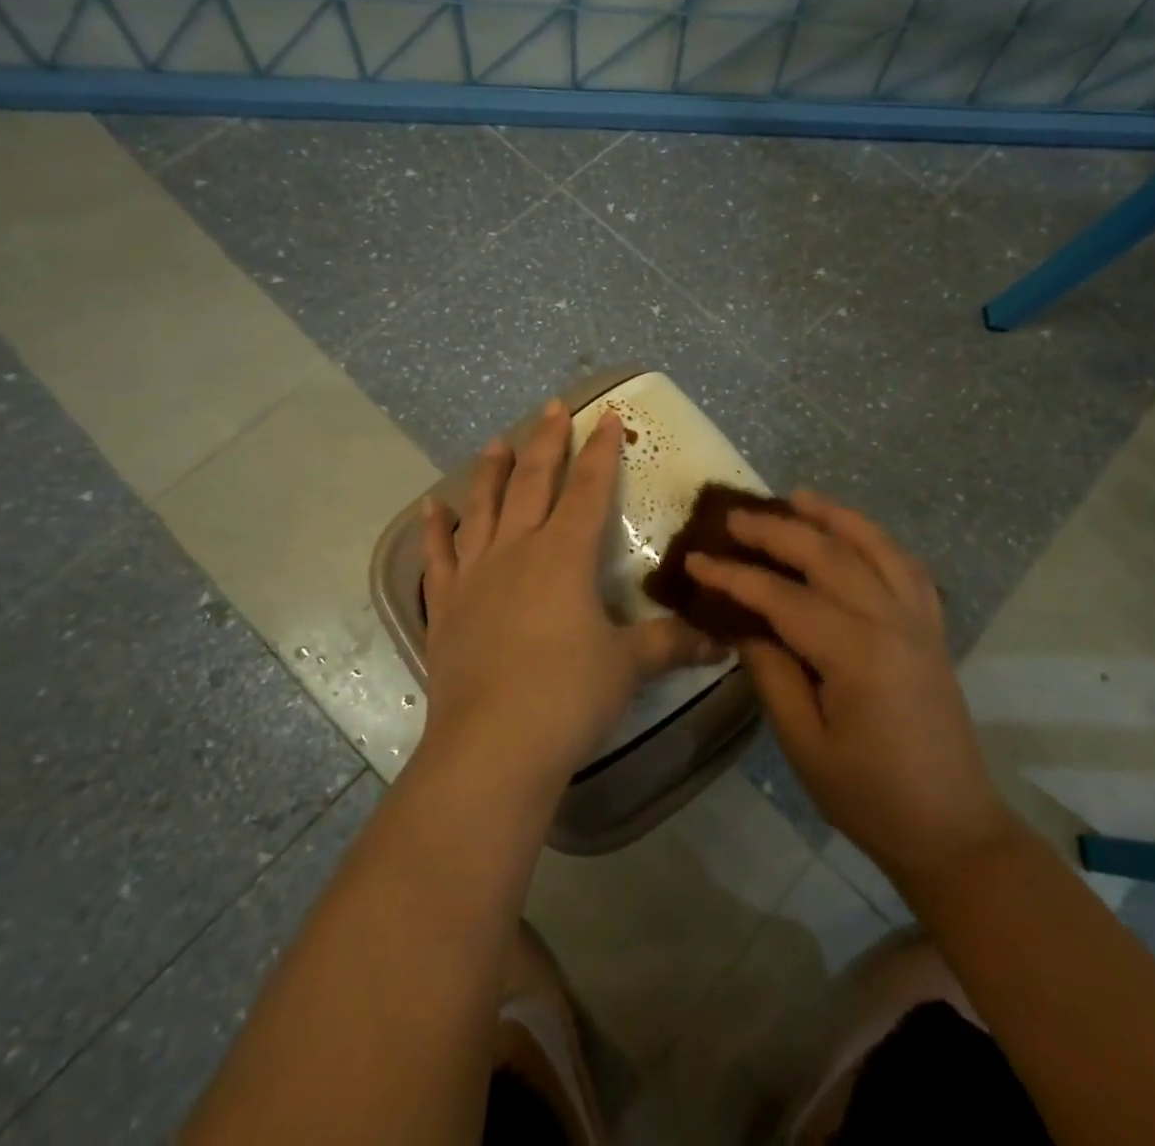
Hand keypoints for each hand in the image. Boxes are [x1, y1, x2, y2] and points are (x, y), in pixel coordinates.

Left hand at [420, 401, 713, 789]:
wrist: (492, 746)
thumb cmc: (568, 697)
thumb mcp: (629, 667)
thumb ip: (673, 644)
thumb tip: (723, 641)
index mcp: (565, 556)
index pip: (589, 489)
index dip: (600, 451)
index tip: (605, 416)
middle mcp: (518, 551)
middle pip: (533, 483)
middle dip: (546, 442)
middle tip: (551, 407)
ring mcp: (476, 575)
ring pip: (483, 508)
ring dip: (491, 472)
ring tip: (496, 442)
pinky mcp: (446, 606)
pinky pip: (438, 557)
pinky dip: (434, 530)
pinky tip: (431, 507)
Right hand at [684, 492, 1013, 888]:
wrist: (951, 829)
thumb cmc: (869, 796)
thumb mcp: (804, 744)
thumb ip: (772, 675)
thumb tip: (746, 626)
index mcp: (856, 653)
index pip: (783, 598)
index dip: (734, 576)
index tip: (696, 560)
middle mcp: (891, 622)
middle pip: (828, 555)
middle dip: (776, 531)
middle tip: (734, 517)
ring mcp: (919, 621)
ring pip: (875, 546)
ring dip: (834, 516)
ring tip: (797, 498)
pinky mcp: (932, 629)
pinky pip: (907, 567)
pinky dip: (878, 540)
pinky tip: (855, 534)